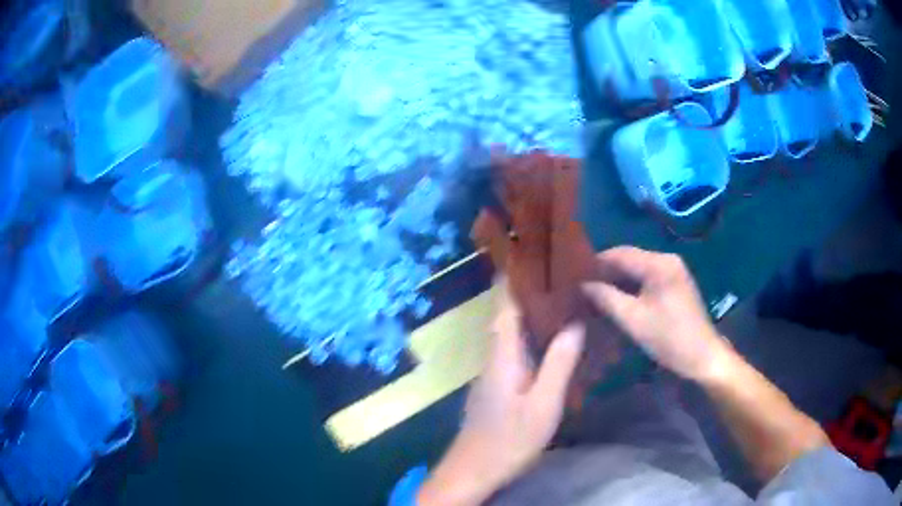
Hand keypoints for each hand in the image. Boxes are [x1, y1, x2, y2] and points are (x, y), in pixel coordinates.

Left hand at [418, 281, 584, 505]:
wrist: (474, 470)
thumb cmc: (510, 439)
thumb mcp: (543, 403)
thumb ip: (558, 364)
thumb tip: (574, 324)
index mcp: (503, 354)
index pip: (506, 305)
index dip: (516, 279)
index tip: (530, 255)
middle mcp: (494, 357)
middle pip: (508, 316)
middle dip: (527, 293)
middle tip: (557, 275)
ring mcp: (493, 373)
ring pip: (511, 334)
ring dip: (530, 315)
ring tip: (560, 301)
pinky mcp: (496, 387)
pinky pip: (514, 352)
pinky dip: (530, 339)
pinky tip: (550, 343)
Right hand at [582, 246, 732, 382]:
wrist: (703, 357)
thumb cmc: (669, 338)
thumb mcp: (633, 320)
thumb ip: (606, 297)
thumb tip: (582, 284)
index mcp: (658, 264)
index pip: (619, 253)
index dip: (595, 263)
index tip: (573, 276)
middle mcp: (667, 259)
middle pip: (629, 258)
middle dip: (605, 272)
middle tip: (580, 287)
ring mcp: (674, 270)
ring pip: (637, 269)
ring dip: (617, 279)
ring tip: (594, 293)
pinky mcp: (676, 283)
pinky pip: (647, 277)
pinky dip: (631, 286)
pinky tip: (617, 298)